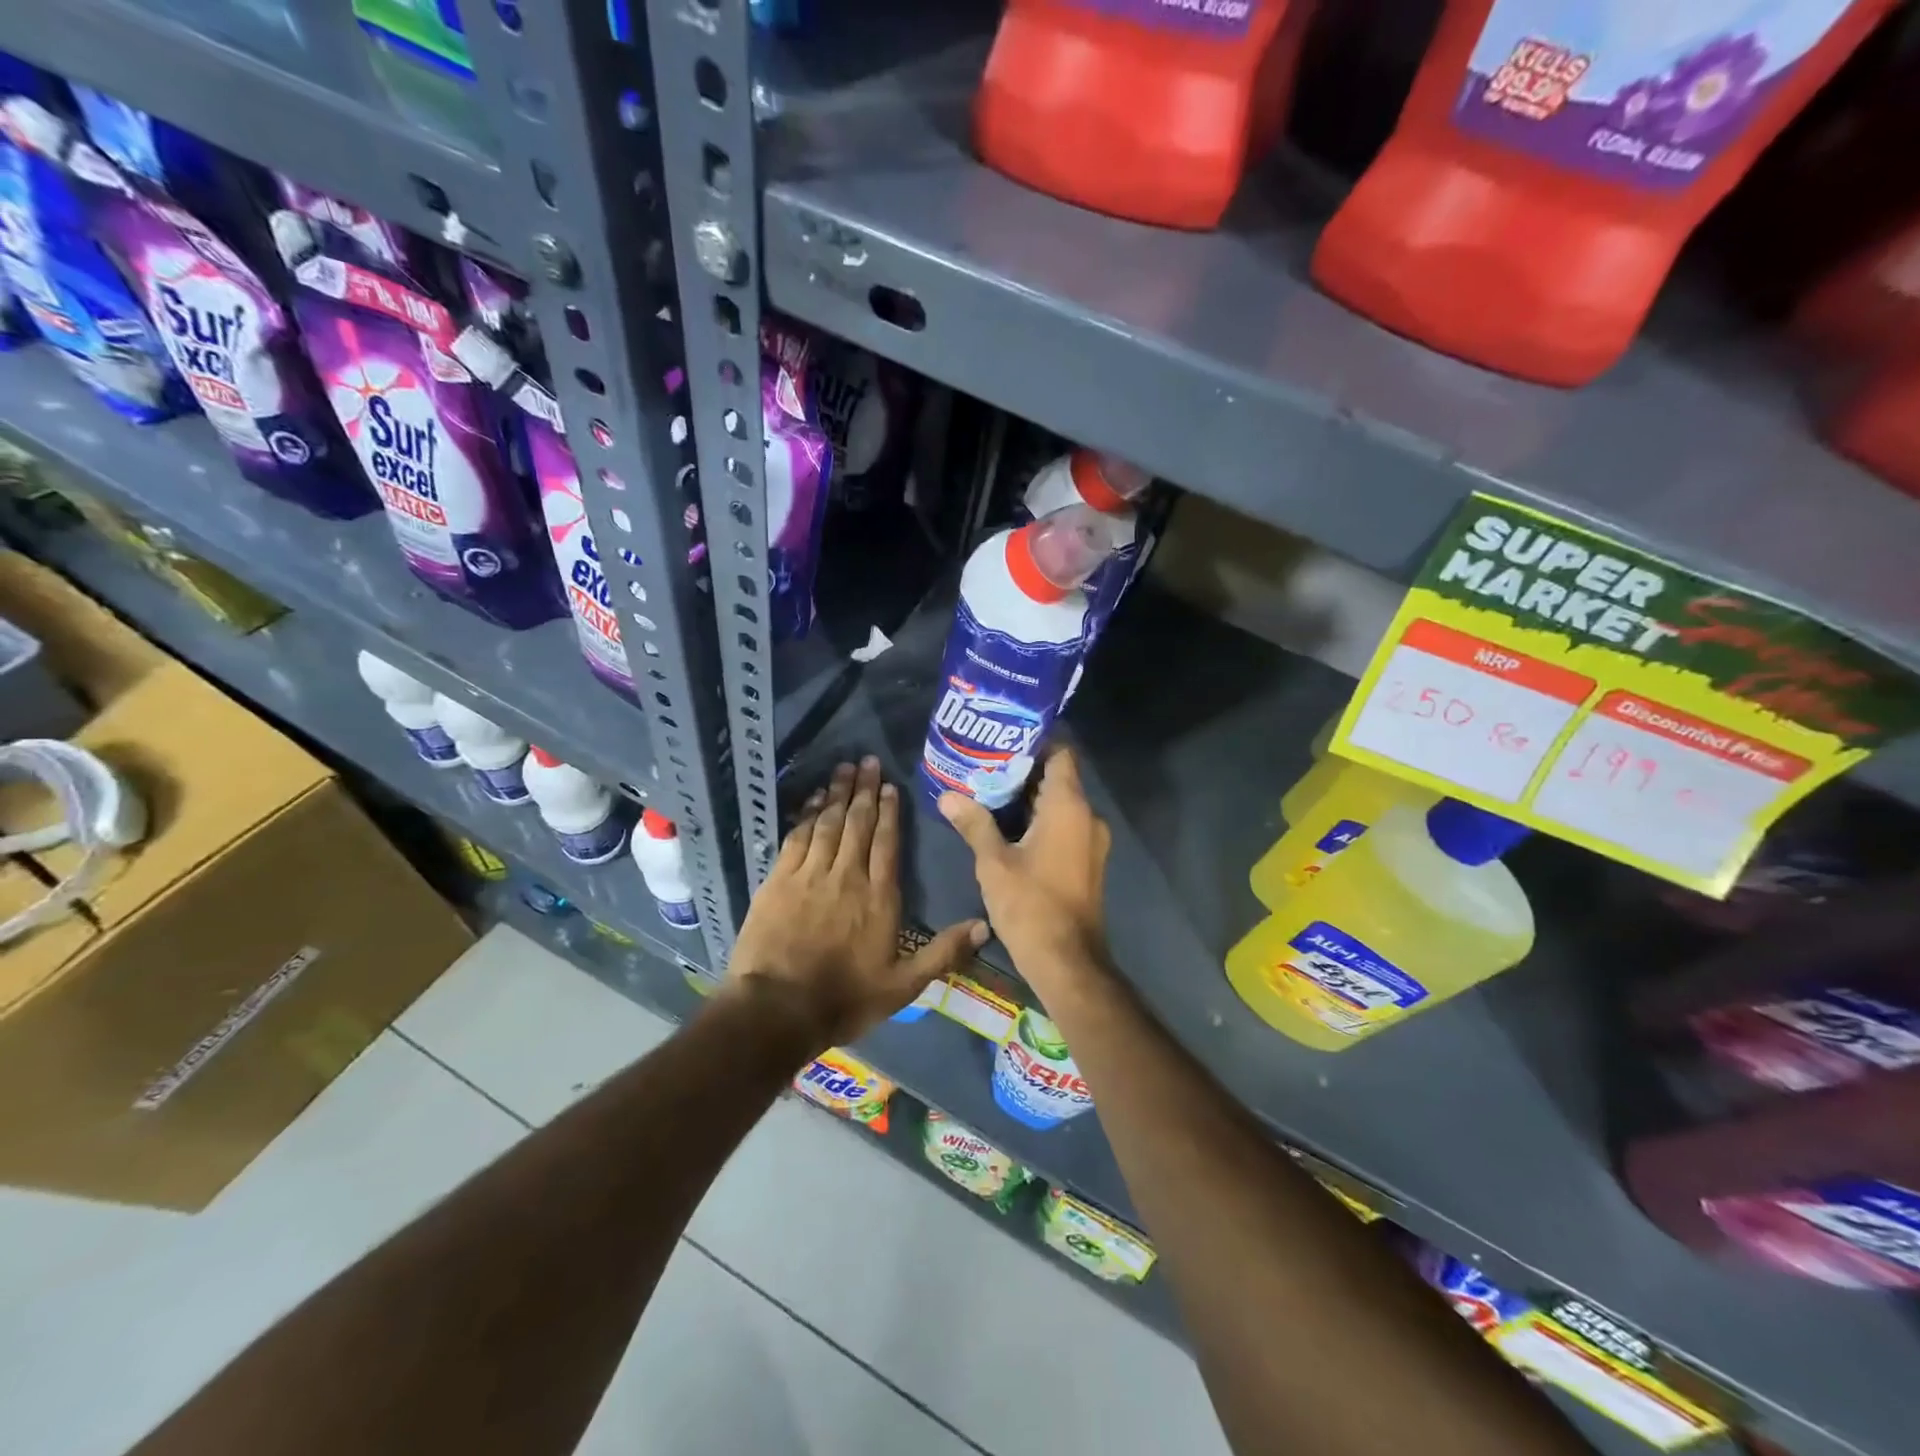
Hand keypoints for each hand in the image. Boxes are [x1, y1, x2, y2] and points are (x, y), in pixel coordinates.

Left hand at [726, 757, 986, 1048]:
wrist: (778, 1009)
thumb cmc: (845, 999)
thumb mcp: (903, 986)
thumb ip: (943, 953)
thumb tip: (984, 925)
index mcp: (879, 897)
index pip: (887, 843)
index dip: (890, 812)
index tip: (891, 786)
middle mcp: (847, 876)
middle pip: (858, 824)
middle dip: (865, 790)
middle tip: (868, 761)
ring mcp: (810, 875)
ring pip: (828, 823)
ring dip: (838, 794)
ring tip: (845, 768)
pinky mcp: (779, 880)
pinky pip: (797, 837)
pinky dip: (807, 815)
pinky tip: (814, 800)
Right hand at [938, 749, 1111, 992]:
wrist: (1068, 961)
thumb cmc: (1031, 905)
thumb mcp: (994, 862)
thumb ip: (974, 823)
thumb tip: (947, 796)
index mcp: (1069, 806)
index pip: (1061, 753)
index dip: (1034, 741)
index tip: (1002, 739)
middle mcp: (1087, 816)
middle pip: (1058, 777)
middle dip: (1023, 770)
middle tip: (984, 765)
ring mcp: (1091, 840)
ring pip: (1060, 804)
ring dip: (1029, 798)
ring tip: (988, 791)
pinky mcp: (1087, 861)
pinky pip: (1064, 825)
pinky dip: (1040, 820)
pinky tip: (1007, 826)